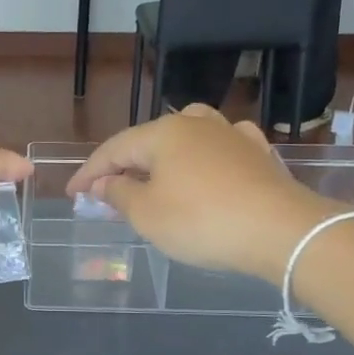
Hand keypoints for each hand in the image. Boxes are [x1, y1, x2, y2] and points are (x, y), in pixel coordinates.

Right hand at [66, 107, 339, 282]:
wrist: (280, 231)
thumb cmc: (201, 221)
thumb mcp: (146, 214)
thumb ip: (119, 194)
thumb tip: (105, 183)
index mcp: (163, 133)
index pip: (113, 149)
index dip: (89, 173)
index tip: (72, 194)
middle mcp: (196, 124)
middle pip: (148, 141)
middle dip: (125, 166)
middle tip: (107, 192)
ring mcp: (231, 134)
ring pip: (186, 137)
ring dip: (163, 157)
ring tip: (153, 176)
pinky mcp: (258, 154)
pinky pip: (220, 147)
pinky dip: (203, 158)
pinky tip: (206, 164)